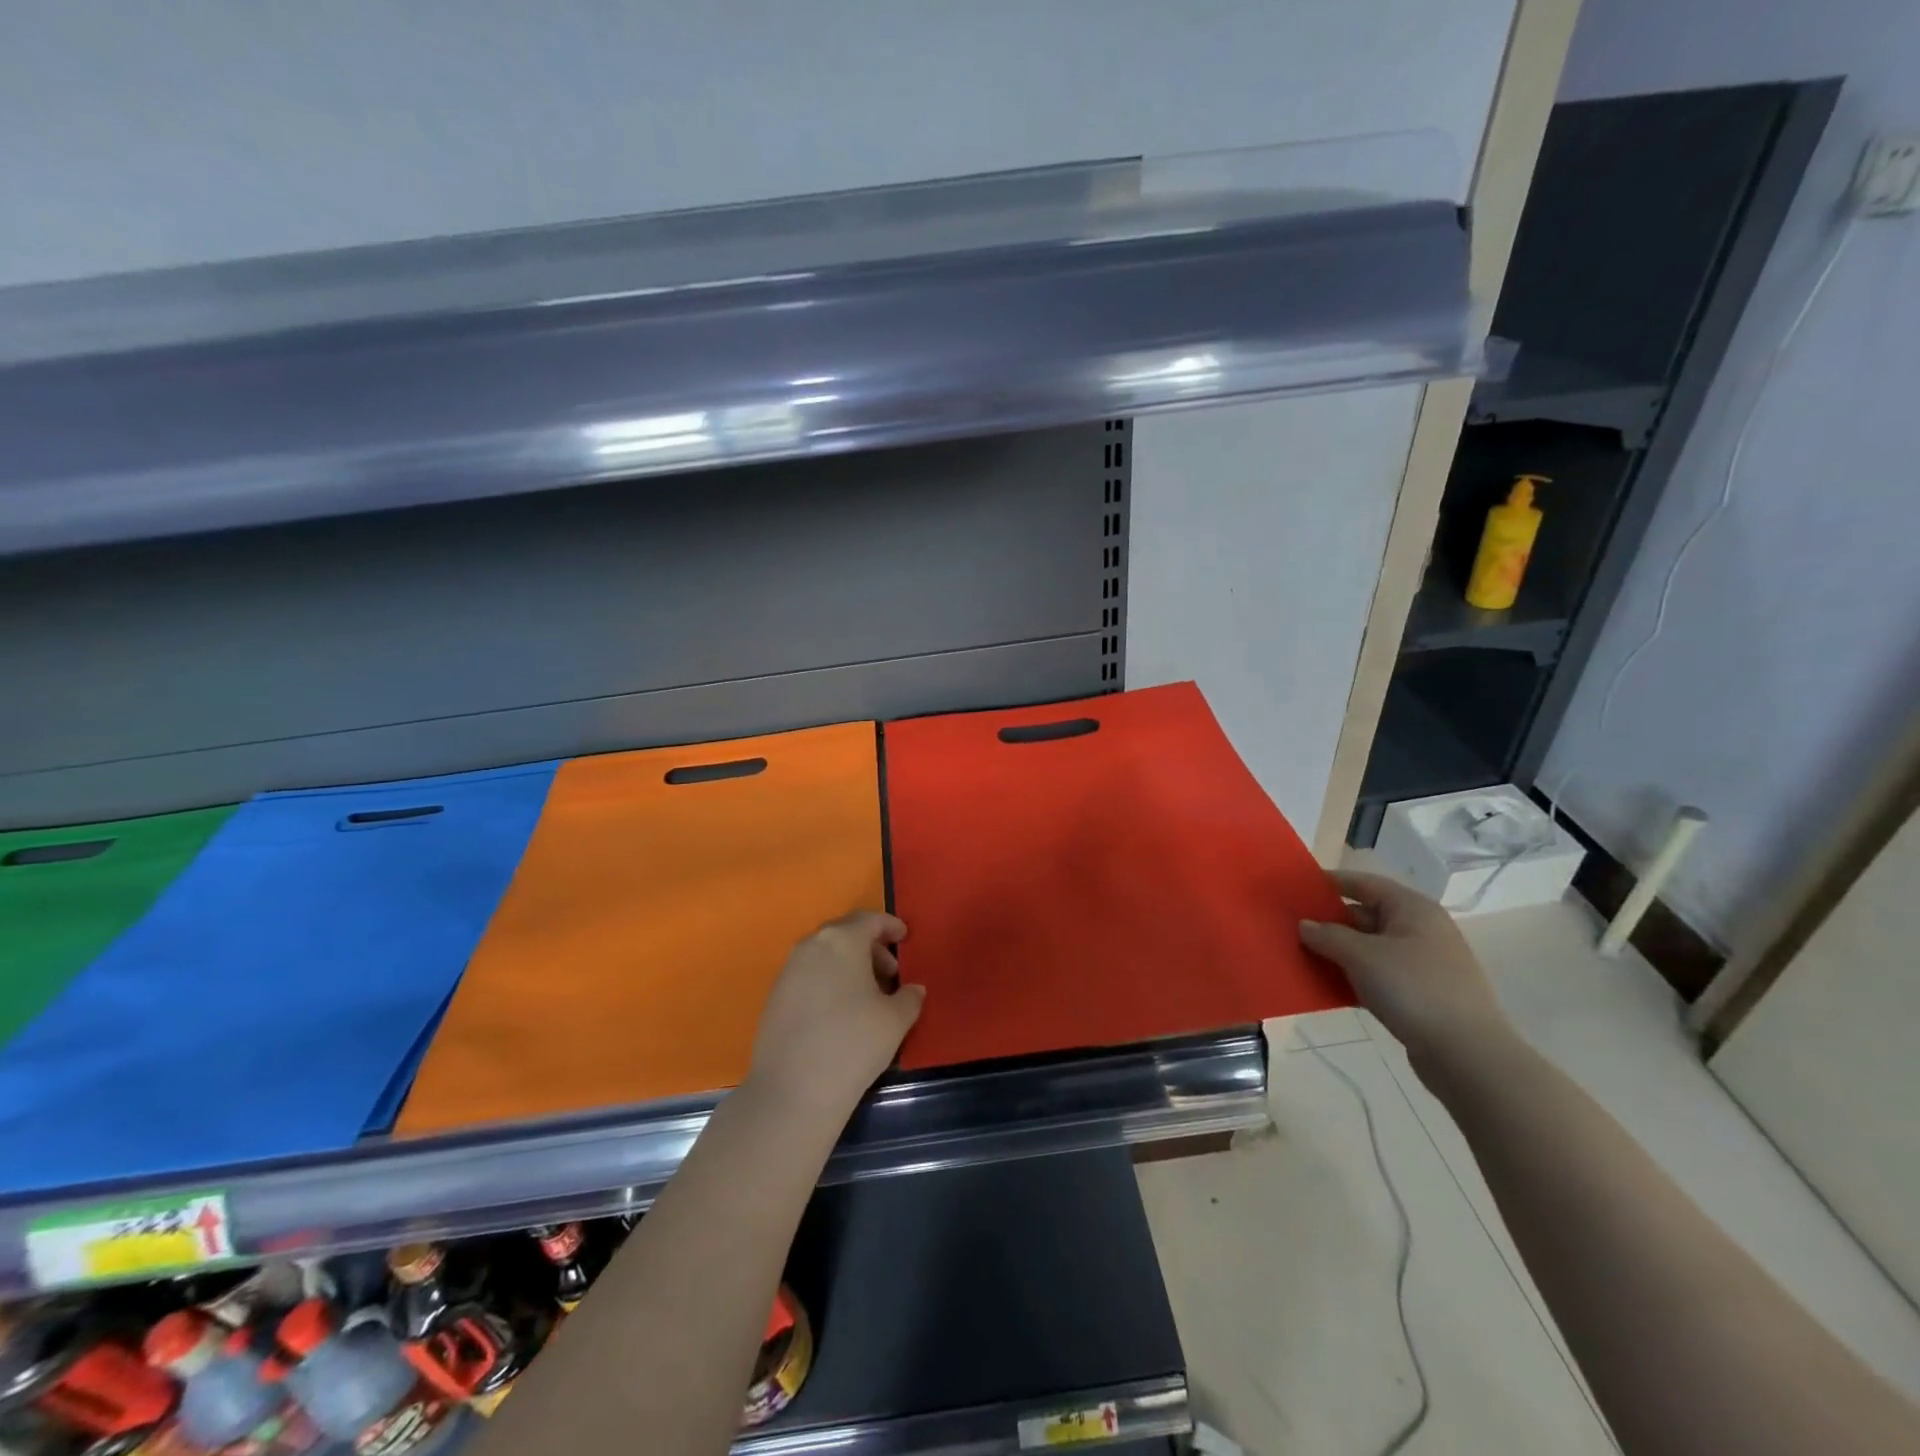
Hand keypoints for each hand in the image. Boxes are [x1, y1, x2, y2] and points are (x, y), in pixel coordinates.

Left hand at [748, 911, 924, 1115]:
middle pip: (845, 933)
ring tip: (867, 995)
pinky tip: (840, 1011)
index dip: (890, 925)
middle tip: (891, 971)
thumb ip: (909, 997)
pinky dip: (828, 980)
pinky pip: (808, 975)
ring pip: (825, 954)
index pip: (870, 920)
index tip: (905, 937)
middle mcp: (811, 946)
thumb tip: (913, 989)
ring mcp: (788, 970)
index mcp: (842, 940)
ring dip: (849, 964)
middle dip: (870, 947)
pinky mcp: (774, 997)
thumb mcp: (895, 1020)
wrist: (793, 1090)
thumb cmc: (853, 1043)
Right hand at [1299, 871, 1512, 1071]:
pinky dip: (1353, 977)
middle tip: (1291, 928)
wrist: (1467, 1055)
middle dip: (1329, 922)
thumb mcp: (1362, 956)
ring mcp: (1422, 963)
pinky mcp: (1420, 994)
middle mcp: (1420, 930)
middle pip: (1365, 915)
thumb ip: (1328, 935)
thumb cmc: (1414, 990)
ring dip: (1337, 953)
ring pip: (1369, 948)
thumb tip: (1305, 925)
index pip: (1364, 883)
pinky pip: (1377, 975)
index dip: (1330, 883)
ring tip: (1301, 956)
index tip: (1296, 888)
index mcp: (1412, 909)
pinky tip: (1327, 987)